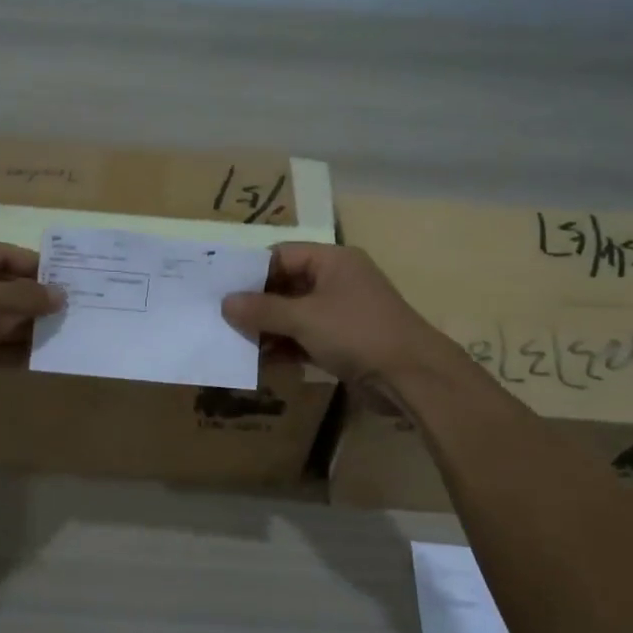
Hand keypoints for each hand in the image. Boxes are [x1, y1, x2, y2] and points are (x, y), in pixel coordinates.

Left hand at [0, 243, 61, 408]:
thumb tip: (59, 296)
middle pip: (3, 289)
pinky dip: (12, 353)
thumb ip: (21, 296)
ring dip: (27, 328)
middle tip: (74, 309)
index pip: (3, 255)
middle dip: (35, 299)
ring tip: (65, 334)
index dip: (35, 264)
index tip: (68, 277)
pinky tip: (39, 359)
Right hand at [222, 243, 443, 387]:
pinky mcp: (343, 342)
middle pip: (285, 286)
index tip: (220, 289)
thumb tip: (226, 302)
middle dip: (256, 304)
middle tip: (220, 319)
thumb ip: (262, 310)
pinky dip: (285, 347)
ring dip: (267, 329)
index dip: (251, 271)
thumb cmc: (356, 333)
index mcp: (332, 261)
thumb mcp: (304, 318)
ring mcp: (341, 313)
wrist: (411, 377)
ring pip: (293, 315)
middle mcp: (336, 281)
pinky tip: (260, 362)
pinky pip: (305, 338)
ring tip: (234, 343)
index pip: (281, 255)